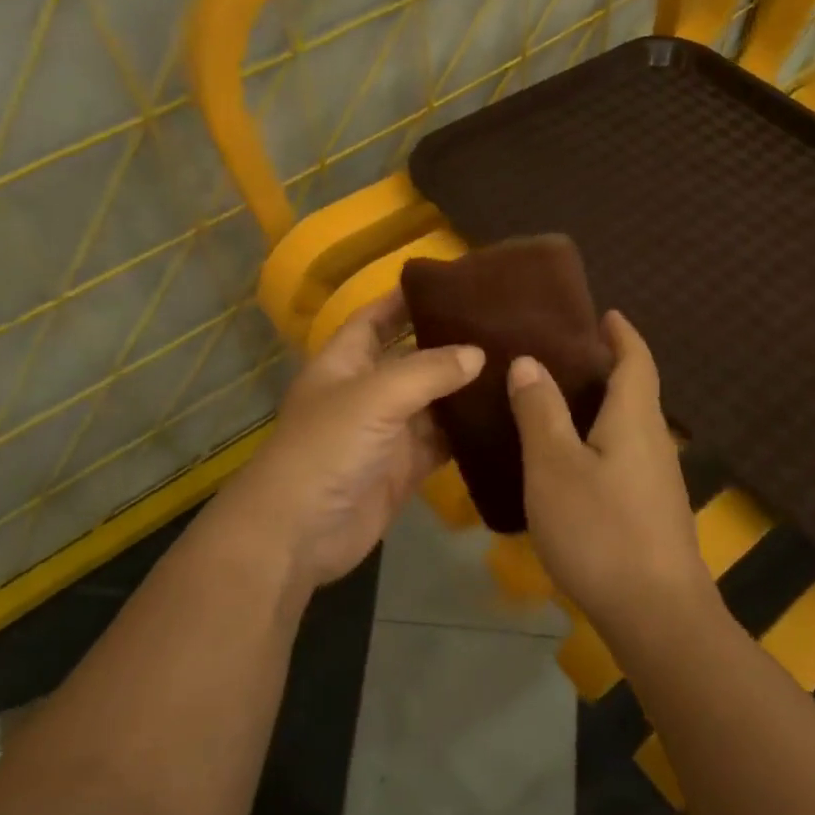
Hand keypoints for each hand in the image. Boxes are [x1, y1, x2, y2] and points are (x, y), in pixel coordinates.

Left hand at [206, 292, 483, 595]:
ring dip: (465, 389)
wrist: (299, 532)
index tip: (452, 282)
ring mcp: (387, 432)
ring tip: (515, 365)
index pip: (376, 318)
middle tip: (501, 325)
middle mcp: (366, 391)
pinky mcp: (405, 468)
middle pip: (412, 358)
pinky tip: (505, 416)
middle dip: (448, 343)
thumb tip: (478, 353)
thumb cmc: (327, 448)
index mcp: (345, 362)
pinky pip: (442, 442)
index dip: (405, 299)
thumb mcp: (375, 396)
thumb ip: (428, 371)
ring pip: (433, 402)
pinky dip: (467, 432)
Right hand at [508, 312, 714, 642]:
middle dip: (607, 367)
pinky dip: (599, 441)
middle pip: (635, 391)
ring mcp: (658, 480)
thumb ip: (540, 411)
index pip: (635, 360)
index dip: (621, 333)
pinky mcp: (652, 512)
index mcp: (635, 418)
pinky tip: (570, 463)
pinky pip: (624, 457)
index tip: (604, 314)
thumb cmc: (600, 530)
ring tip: (555, 403)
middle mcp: (654, 441)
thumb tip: (530, 362)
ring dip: (601, 407)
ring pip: (628, 427)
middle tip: (561, 355)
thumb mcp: (554, 466)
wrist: (657, 614)